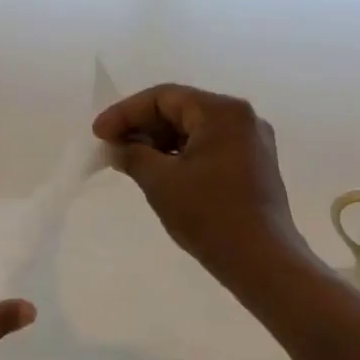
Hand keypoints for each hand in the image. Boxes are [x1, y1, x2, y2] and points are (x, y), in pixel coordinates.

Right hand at [92, 84, 306, 283]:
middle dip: (142, 126)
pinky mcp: (253, 165)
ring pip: (194, 129)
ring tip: (128, 160)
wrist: (261, 261)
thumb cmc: (209, 215)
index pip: (164, 97)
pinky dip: (179, 155)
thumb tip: (118, 146)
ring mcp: (251, 142)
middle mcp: (242, 118)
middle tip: (110, 145)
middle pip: (180, 109)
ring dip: (159, 141)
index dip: (125, 113)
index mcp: (222, 112)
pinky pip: (208, 147)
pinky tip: (157, 171)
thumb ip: (132, 155)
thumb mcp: (160, 182)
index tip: (98, 134)